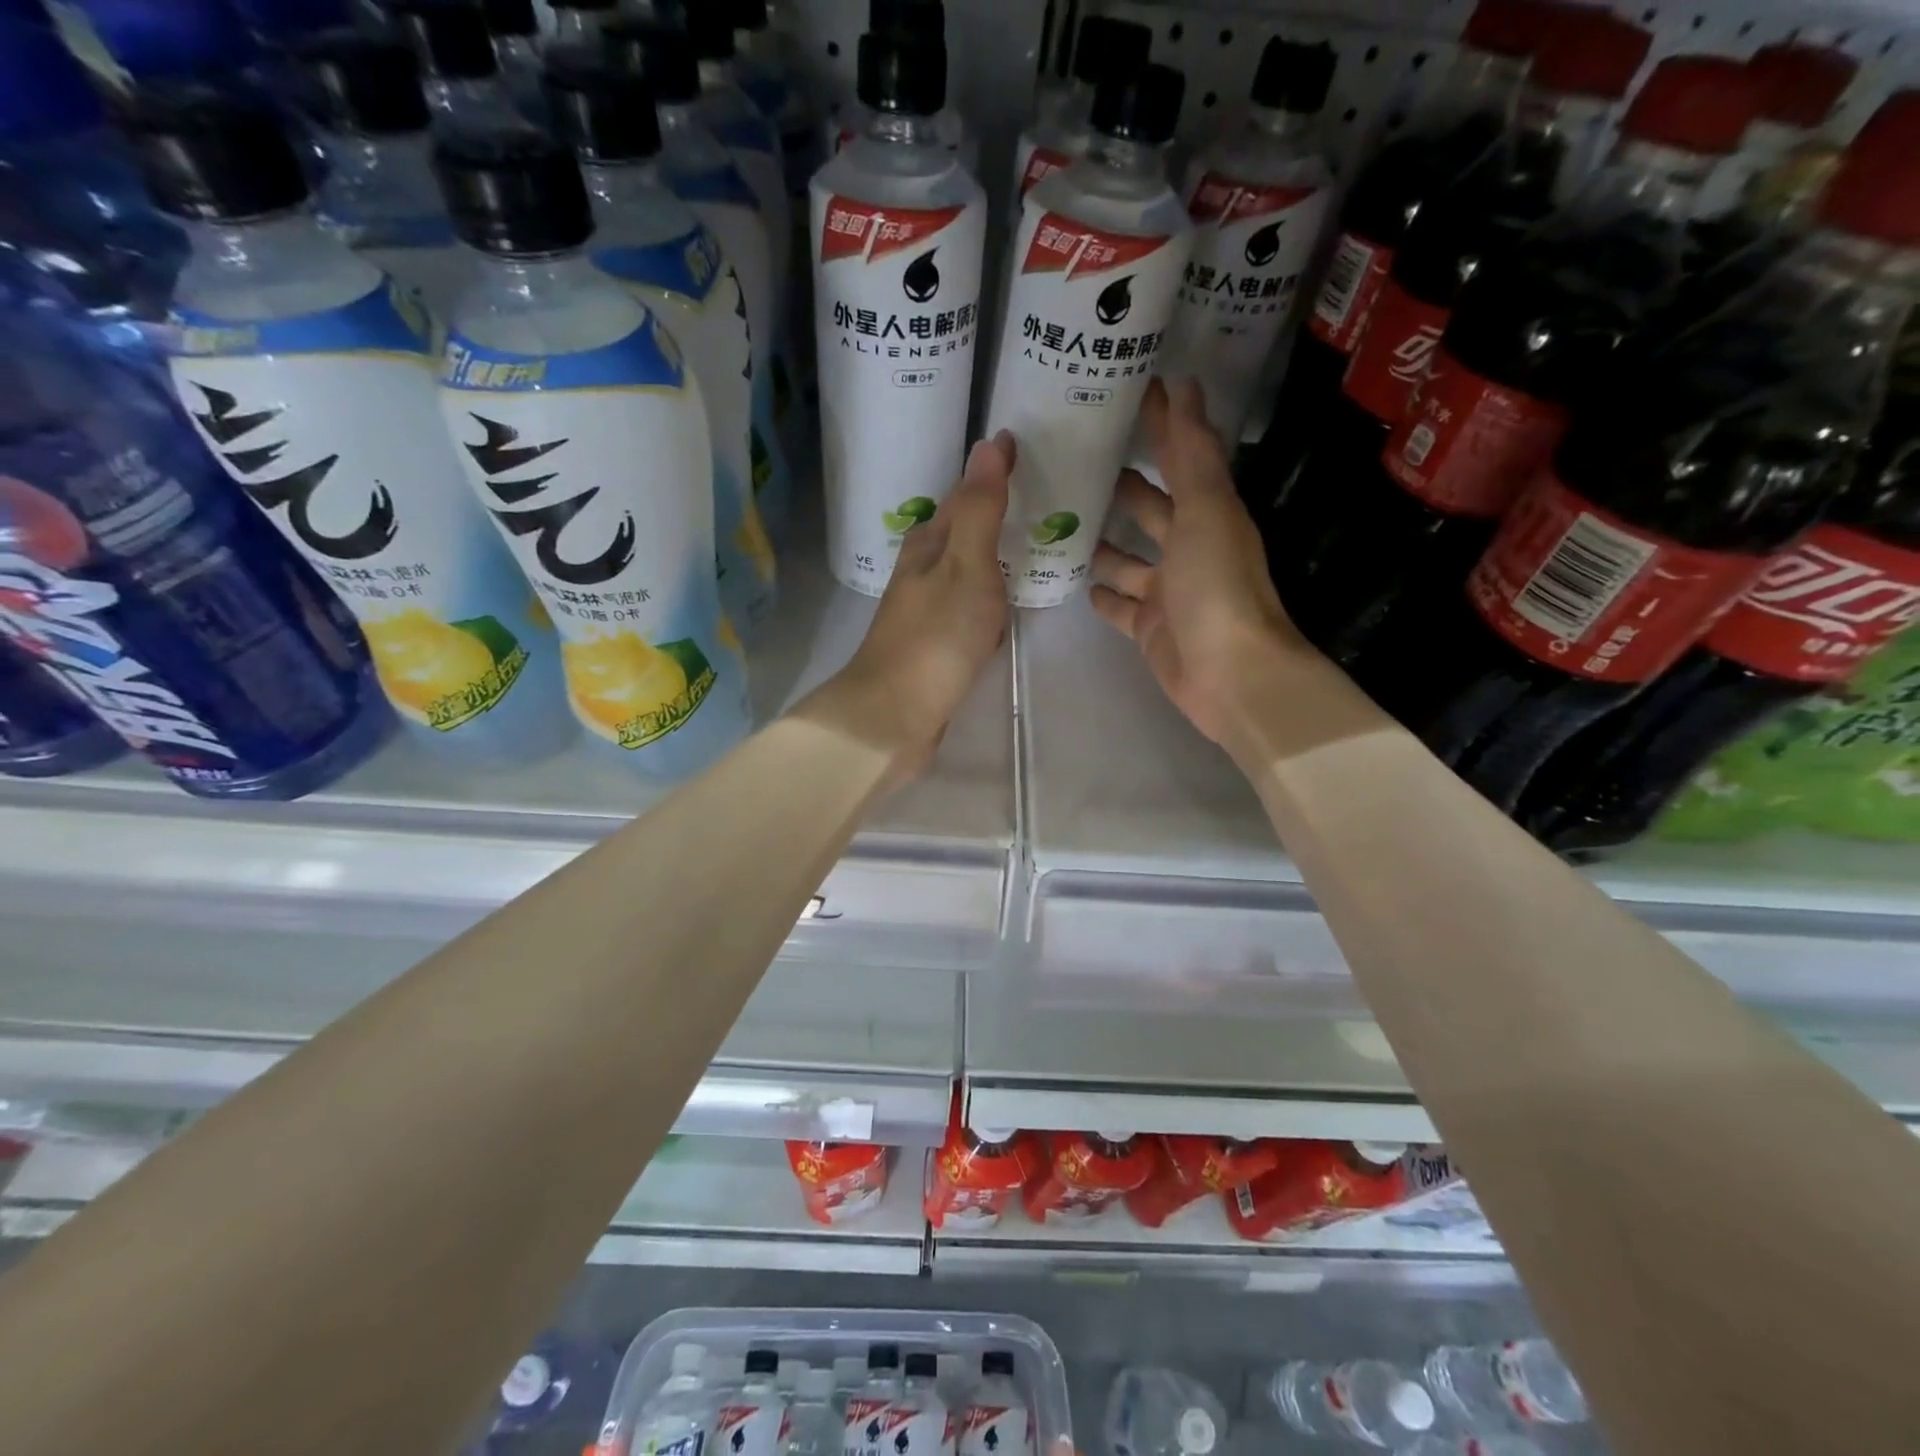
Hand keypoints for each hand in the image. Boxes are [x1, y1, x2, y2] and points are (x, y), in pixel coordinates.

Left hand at [808, 432, 1012, 780]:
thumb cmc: (936, 637)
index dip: (992, 474)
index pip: (964, 496)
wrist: (896, 715)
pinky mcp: (933, 647)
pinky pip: (968, 611)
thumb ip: (981, 510)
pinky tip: (1002, 612)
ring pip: (964, 573)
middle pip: (961, 534)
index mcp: (928, 545)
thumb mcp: (966, 565)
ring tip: (1030, 546)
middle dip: (992, 515)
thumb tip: (988, 443)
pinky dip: (987, 602)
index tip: (1021, 449)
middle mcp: (921, 572)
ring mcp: (925, 612)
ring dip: (990, 559)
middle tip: (1037, 495)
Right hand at [1091, 379, 1313, 746]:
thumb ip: (1192, 453)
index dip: (1160, 424)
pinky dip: (1101, 593)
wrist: (1229, 675)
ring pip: (1128, 559)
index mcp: (1207, 514)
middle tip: (1073, 461)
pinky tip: (1074, 578)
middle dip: (1121, 485)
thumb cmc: (1216, 587)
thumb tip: (1184, 385)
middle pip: (1150, 508)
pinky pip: (1120, 605)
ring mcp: (1166, 591)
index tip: (1128, 391)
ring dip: (1102, 541)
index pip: (1180, 457)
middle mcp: (1188, 548)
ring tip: (1060, 518)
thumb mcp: (1207, 510)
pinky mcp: (1149, 628)